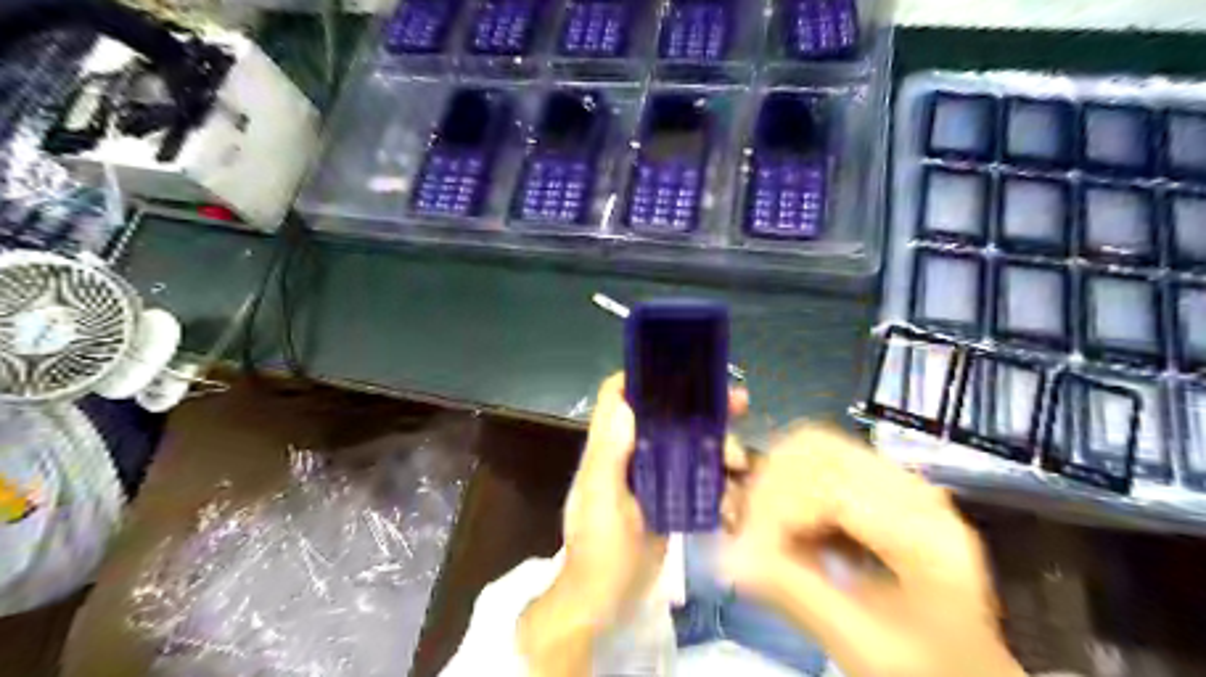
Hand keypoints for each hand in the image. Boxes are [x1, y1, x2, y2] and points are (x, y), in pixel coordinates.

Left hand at [524, 372, 750, 674]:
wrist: (606, 602)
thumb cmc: (598, 549)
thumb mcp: (600, 500)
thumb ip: (610, 453)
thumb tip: (628, 404)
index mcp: (609, 448)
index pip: (617, 397)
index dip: (642, 377)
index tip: (679, 369)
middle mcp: (632, 455)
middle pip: (666, 417)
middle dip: (701, 409)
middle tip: (740, 403)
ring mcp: (654, 478)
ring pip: (689, 447)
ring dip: (719, 449)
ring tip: (742, 463)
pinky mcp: (671, 501)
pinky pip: (699, 481)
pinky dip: (719, 485)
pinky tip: (735, 500)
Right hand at [730, 427, 1021, 675]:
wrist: (969, 672)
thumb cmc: (927, 668)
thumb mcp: (863, 644)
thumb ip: (795, 594)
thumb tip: (727, 558)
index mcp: (925, 531)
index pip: (829, 487)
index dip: (773, 513)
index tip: (740, 552)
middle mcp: (912, 490)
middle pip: (817, 448)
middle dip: (767, 486)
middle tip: (744, 533)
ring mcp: (896, 483)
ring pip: (812, 448)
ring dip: (774, 482)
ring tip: (760, 530)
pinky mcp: (878, 487)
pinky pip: (817, 465)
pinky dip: (787, 488)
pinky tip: (784, 528)